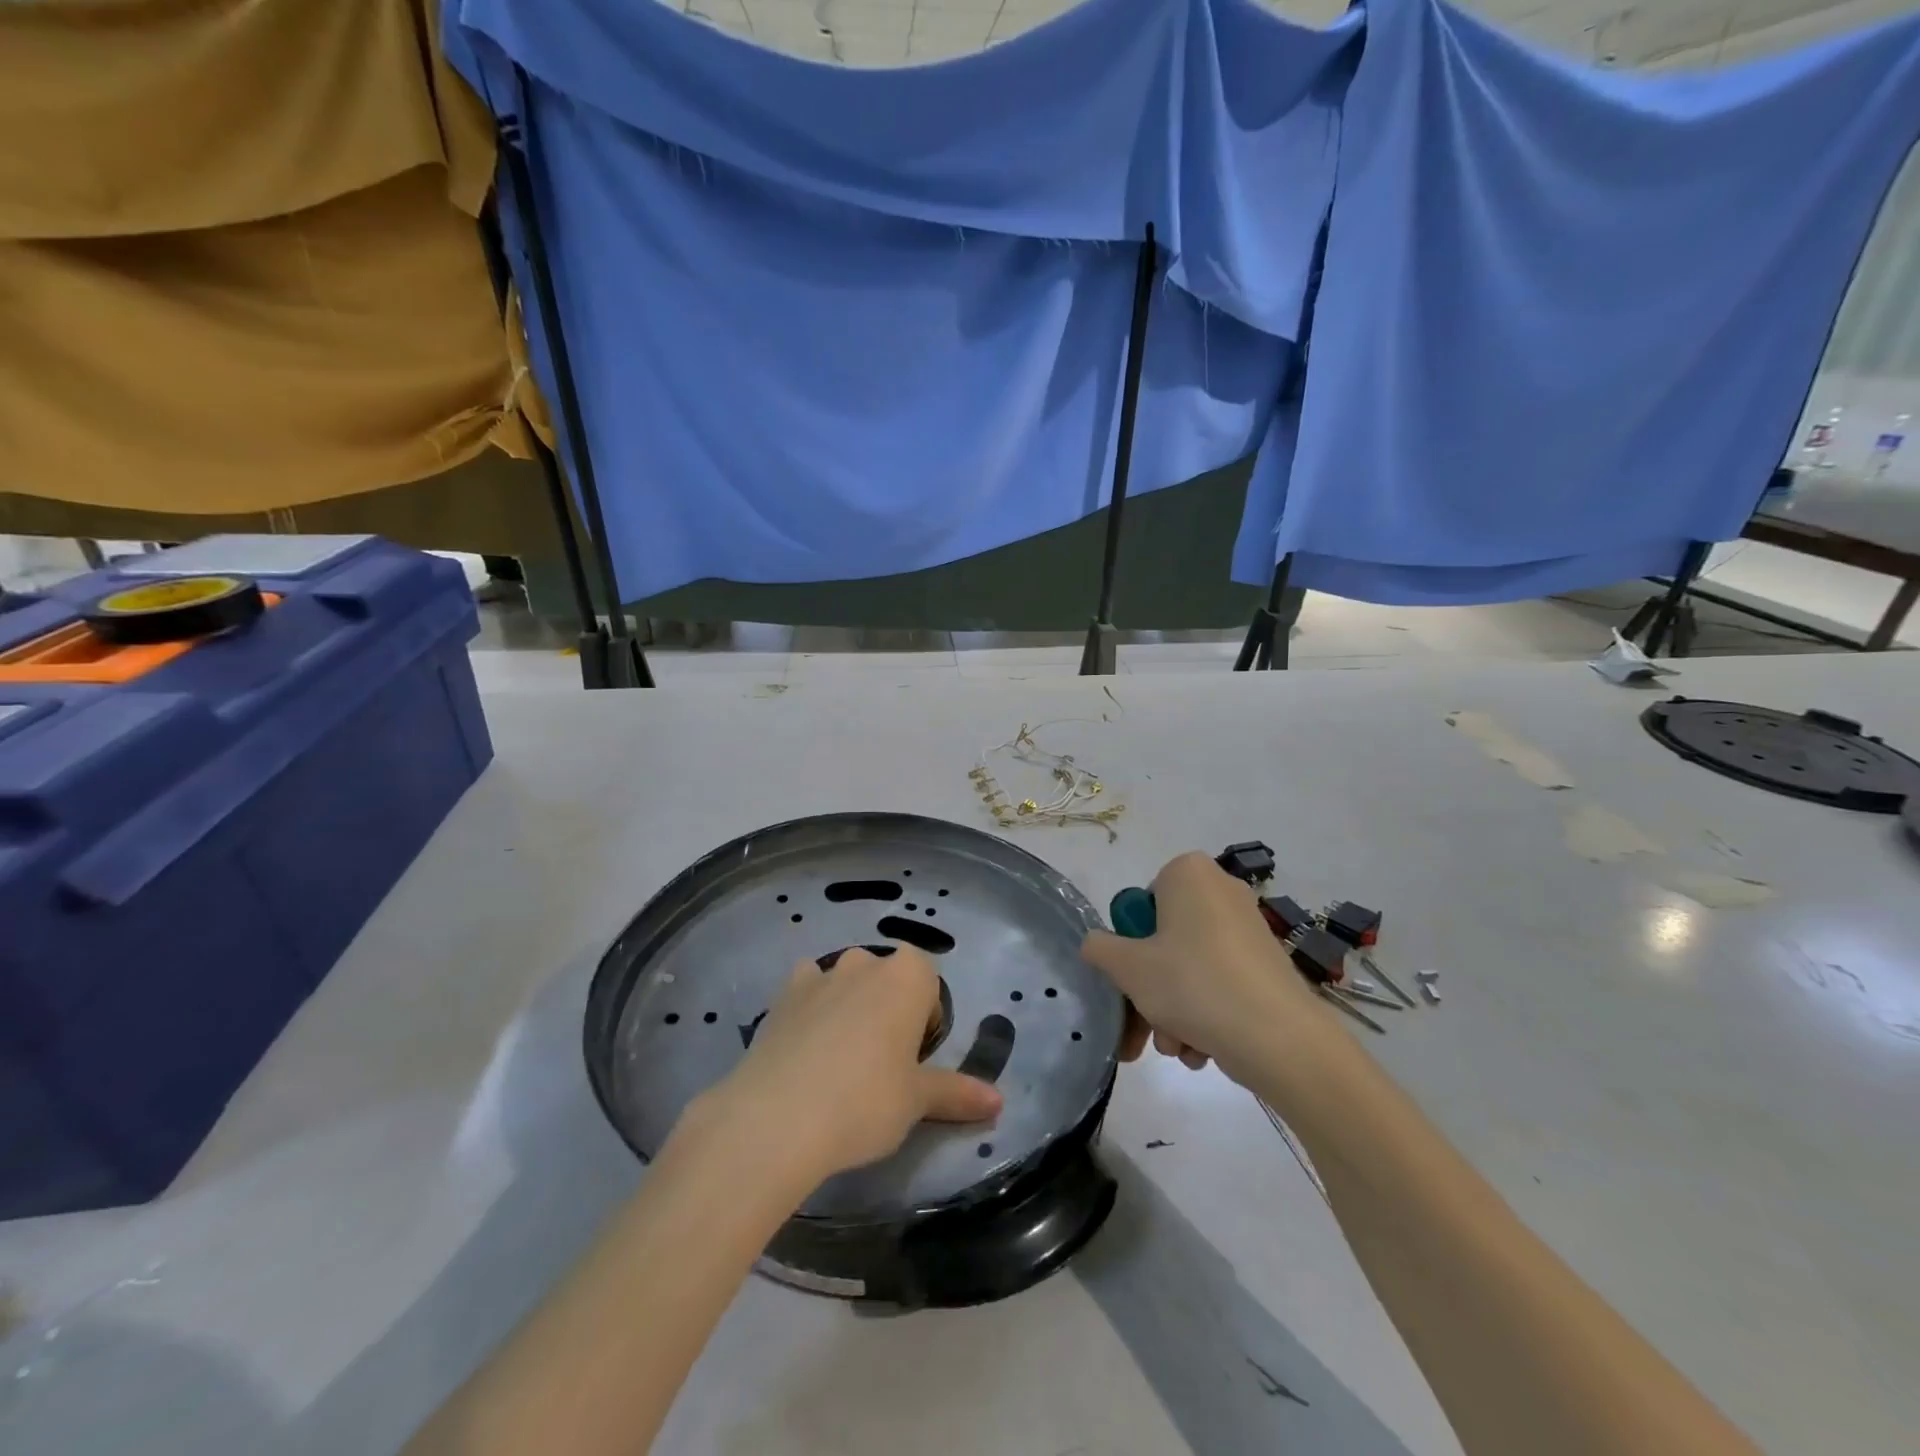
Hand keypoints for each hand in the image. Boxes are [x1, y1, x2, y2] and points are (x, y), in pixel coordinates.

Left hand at [695, 947, 1002, 1183]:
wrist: (777, 1117)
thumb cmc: (866, 1101)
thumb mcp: (918, 1101)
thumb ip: (957, 1093)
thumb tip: (998, 1102)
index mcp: (907, 975)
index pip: (928, 983)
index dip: (924, 1020)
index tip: (914, 1060)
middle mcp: (865, 962)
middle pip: (886, 979)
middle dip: (887, 1010)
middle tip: (880, 1065)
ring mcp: (820, 973)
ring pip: (845, 983)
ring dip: (848, 1007)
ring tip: (838, 1062)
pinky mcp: (782, 994)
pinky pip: (806, 990)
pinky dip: (810, 1009)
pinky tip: (803, 1050)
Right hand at [1081, 852, 1338, 1083]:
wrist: (1281, 1039)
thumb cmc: (1194, 984)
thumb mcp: (1128, 967)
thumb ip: (1099, 949)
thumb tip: (1095, 945)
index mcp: (1188, 873)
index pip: (1140, 904)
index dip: (1130, 945)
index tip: (1132, 978)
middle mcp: (1220, 890)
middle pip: (1164, 942)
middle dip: (1149, 991)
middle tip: (1143, 1029)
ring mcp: (1248, 928)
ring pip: (1189, 968)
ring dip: (1172, 1010)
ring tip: (1176, 1047)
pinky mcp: (1266, 964)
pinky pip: (1219, 982)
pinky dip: (1204, 1013)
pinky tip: (1201, 1051)